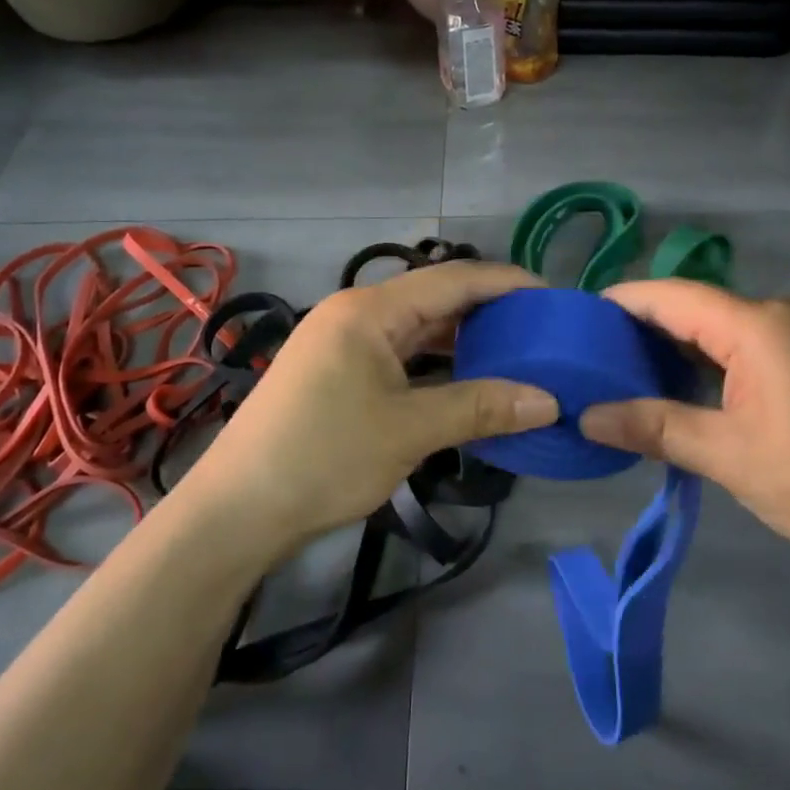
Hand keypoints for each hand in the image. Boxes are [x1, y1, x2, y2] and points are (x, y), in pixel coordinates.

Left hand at [180, 261, 559, 560]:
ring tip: (515, 355)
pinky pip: (399, 355)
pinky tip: (466, 382)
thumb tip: (549, 402)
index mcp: (370, 310)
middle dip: (489, 312)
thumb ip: (481, 408)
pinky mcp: (337, 373)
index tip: (553, 297)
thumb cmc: (324, 457)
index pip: (453, 279)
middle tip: (541, 331)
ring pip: (417, 329)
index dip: (507, 284)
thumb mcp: (409, 431)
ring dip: (463, 341)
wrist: (236, 510)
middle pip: (435, 299)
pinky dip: (436, 365)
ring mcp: (342, 343)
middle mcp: (355, 314)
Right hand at [579, 279, 789, 573]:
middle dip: (644, 327)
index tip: (577, 318)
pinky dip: (712, 361)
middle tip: (593, 355)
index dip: (621, 302)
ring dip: (678, 347)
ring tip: (628, 373)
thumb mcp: (730, 456)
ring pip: (724, 329)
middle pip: (697, 308)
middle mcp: (783, 314)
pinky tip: (688, 388)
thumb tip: (587, 417)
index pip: (672, 296)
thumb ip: (655, 428)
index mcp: (758, 325)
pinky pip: (752, 346)